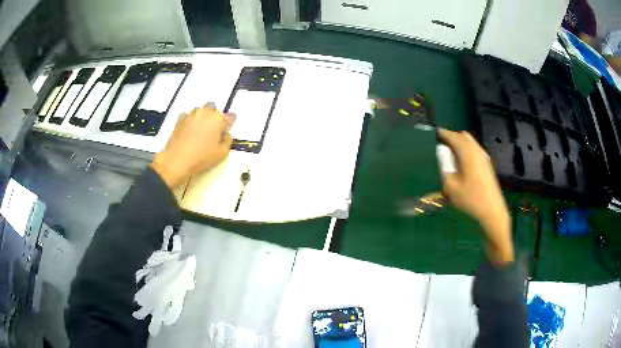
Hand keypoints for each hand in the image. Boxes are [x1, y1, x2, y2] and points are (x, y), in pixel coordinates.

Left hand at [151, 103, 235, 188]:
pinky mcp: (180, 119)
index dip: (230, 123)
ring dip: (202, 117)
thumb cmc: (202, 157)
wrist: (177, 160)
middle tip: (213, 130)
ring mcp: (191, 115)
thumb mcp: (222, 153)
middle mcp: (205, 112)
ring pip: (200, 111)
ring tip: (200, 131)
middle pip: (213, 108)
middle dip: (214, 116)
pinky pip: (188, 116)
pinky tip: (189, 131)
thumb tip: (225, 133)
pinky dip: (190, 121)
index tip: (227, 130)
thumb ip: (227, 140)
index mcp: (218, 119)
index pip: (230, 116)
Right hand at [438, 128, 513, 265]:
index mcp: (467, 153)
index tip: (432, 134)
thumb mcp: (450, 186)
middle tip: (439, 144)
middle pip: (462, 136)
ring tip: (448, 153)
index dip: (442, 133)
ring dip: (459, 143)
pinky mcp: (487, 164)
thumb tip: (439, 154)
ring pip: (470, 142)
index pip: (453, 136)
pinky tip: (461, 162)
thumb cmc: (470, 199)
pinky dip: (466, 149)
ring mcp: (484, 157)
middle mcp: (477, 150)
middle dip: (451, 137)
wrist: (492, 211)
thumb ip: (443, 167)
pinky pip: (474, 149)